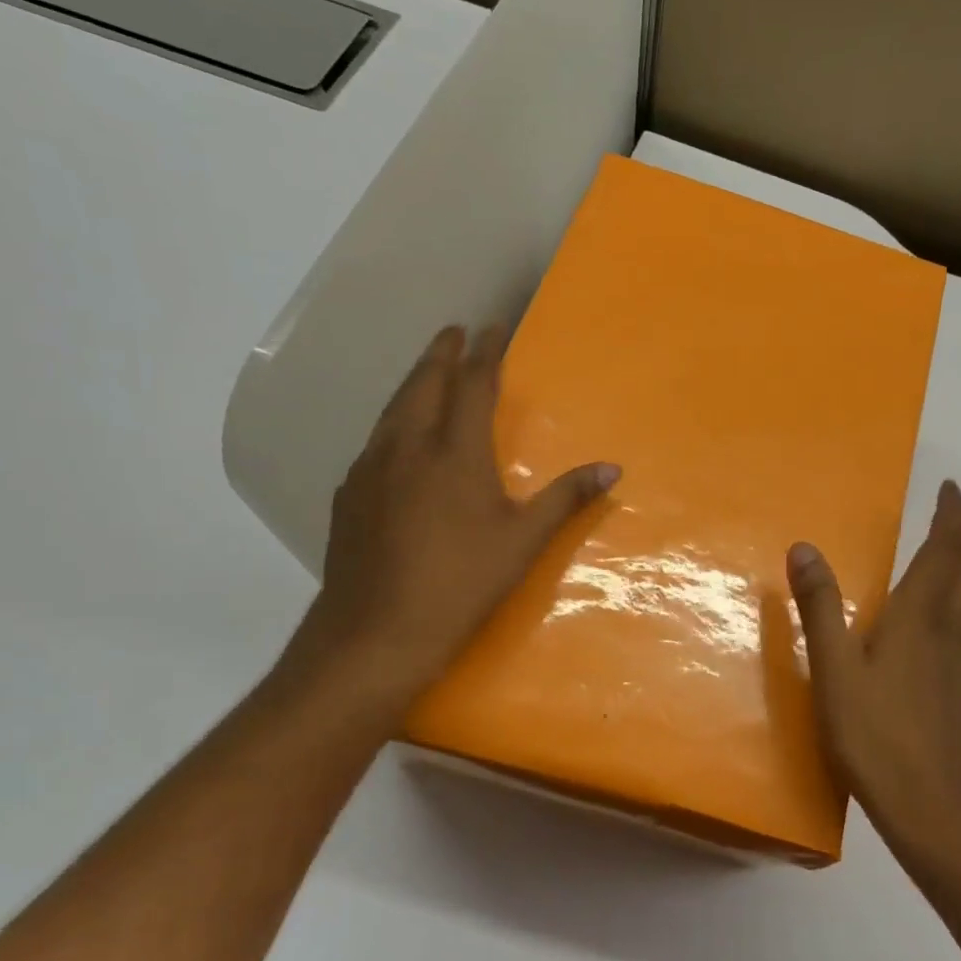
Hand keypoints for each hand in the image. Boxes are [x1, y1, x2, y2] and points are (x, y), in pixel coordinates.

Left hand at [290, 325, 619, 717]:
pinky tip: (396, 441)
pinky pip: (374, 442)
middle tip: (453, 333)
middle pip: (423, 384)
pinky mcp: (348, 496)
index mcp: (454, 453)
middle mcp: (407, 447)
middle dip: (440, 354)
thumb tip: (612, 468)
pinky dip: (392, 423)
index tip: (492, 327)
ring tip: (426, 373)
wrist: (375, 633)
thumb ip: (565, 498)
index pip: (472, 386)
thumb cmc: (461, 584)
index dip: (485, 353)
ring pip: (392, 409)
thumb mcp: (523, 542)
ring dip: (413, 383)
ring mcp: (370, 470)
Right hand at [787, 479, 960, 852]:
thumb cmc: (876, 733)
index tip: (952, 489)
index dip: (950, 518)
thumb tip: (804, 547)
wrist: (929, 803)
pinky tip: (951, 605)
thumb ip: (820, 607)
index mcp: (919, 617)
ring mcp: (957, 657)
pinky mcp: (957, 682)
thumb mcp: (834, 668)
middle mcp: (947, 628)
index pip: (942, 552)